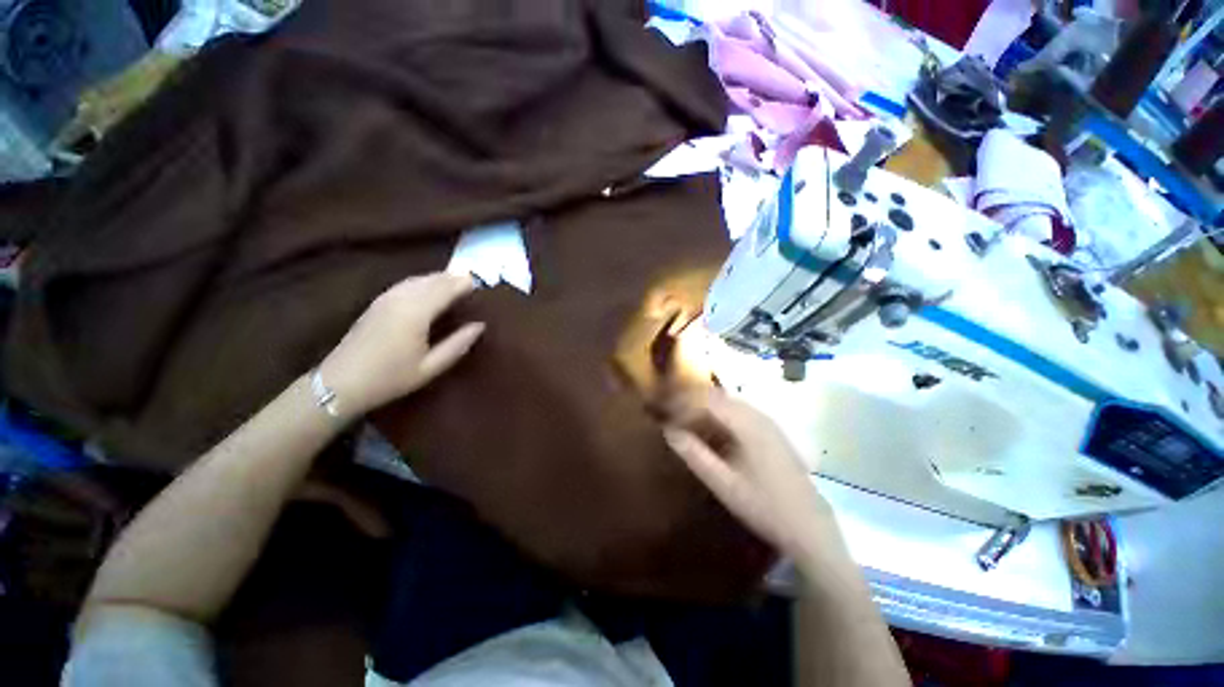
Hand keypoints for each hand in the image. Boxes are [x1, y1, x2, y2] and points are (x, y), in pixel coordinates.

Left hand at [319, 273, 484, 419]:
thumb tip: (479, 326)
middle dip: (452, 278)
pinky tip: (428, 288)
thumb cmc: (390, 377)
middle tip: (472, 281)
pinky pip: (405, 284)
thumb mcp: (431, 367)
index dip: (463, 284)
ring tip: (455, 281)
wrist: (340, 383)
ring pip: (417, 279)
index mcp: (416, 313)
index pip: (445, 289)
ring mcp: (386, 299)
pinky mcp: (377, 303)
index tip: (480, 283)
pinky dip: (422, 281)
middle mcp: (401, 299)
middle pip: (432, 280)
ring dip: (438, 277)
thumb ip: (458, 344)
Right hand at [663, 390, 837, 561]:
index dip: (682, 403)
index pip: (707, 400)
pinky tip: (711, 430)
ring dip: (705, 407)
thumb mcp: (723, 483)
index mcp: (747, 424)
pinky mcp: (772, 430)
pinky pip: (739, 412)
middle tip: (670, 414)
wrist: (810, 526)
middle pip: (717, 396)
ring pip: (728, 402)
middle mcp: (758, 415)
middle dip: (691, 401)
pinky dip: (719, 415)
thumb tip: (669, 431)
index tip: (664, 414)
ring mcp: (768, 421)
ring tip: (685, 420)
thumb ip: (695, 455)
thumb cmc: (764, 506)